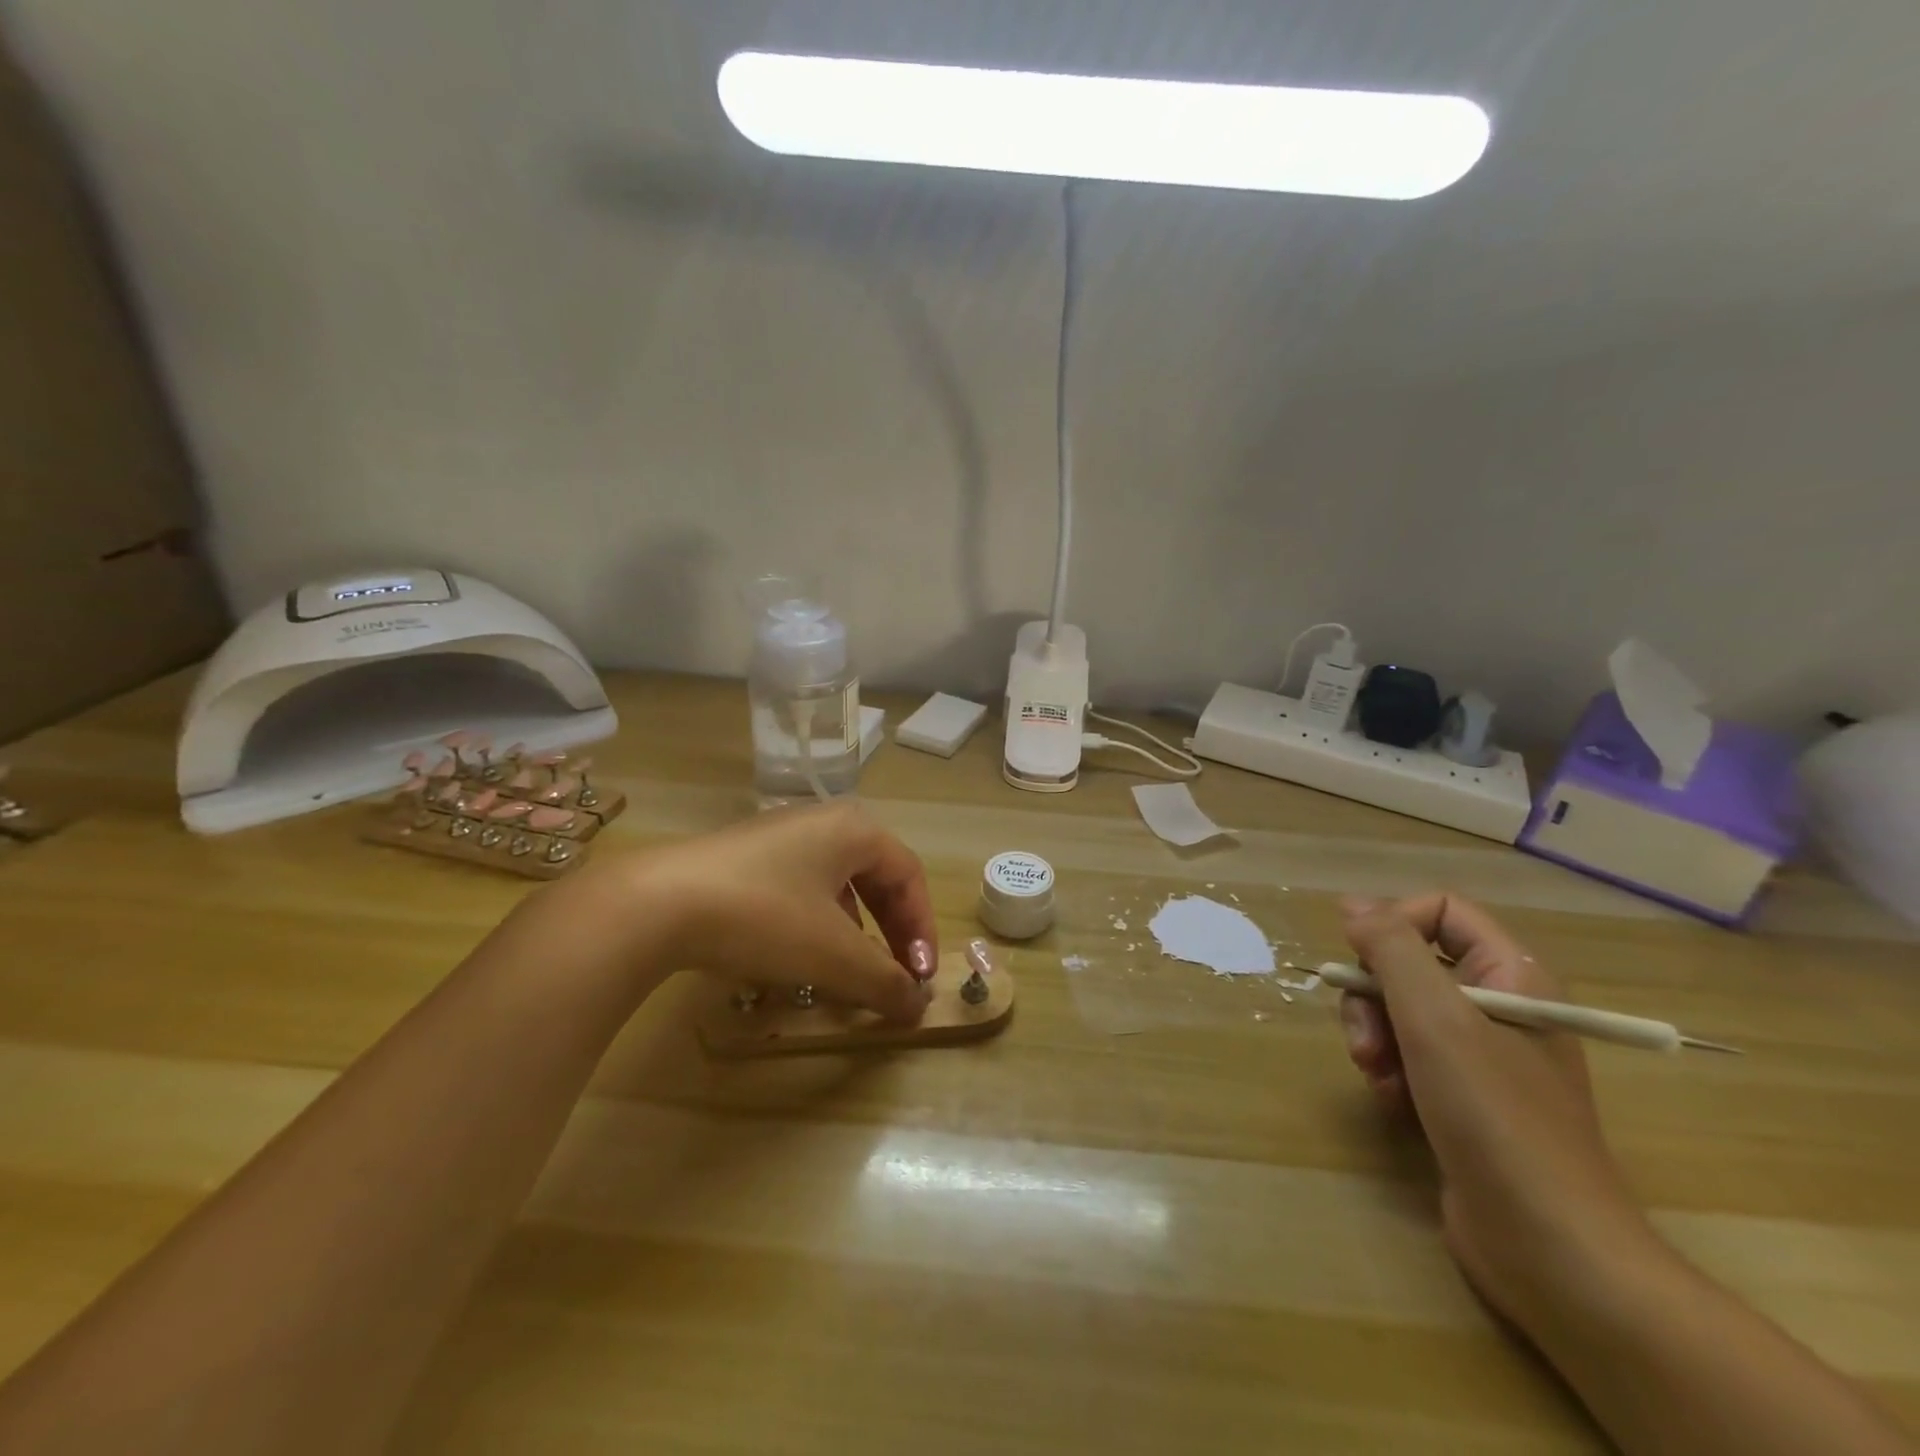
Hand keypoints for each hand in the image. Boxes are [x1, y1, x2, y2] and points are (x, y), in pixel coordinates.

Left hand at [581, 801, 936, 1023]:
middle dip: (892, 929)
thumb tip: (919, 1007)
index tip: (921, 978)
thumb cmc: (765, 917)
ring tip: (850, 968)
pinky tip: (800, 953)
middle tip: (896, 974)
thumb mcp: (834, 956)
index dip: (923, 929)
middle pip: (877, 876)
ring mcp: (780, 834)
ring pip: (838, 883)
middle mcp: (823, 821)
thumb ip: (885, 981)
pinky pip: (801, 886)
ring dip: (856, 929)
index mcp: (855, 830)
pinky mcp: (745, 856)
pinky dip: (817, 922)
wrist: (658, 903)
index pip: (910, 876)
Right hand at [1339, 894, 1659, 1335]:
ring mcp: (1484, 1055)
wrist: (1550, 1247)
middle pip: (1411, 963)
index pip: (1441, 911)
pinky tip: (1392, 1101)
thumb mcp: (1435, 1018)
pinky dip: (1390, 1071)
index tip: (1359, 960)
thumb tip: (1353, 904)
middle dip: (1374, 996)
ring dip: (1375, 1036)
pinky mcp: (1464, 1096)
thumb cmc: (1496, 1116)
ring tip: (1377, 1076)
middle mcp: (1500, 1005)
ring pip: (1401, 1010)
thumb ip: (1391, 948)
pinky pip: (1409, 1055)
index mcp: (1513, 975)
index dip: (1393, 924)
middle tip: (1366, 1039)